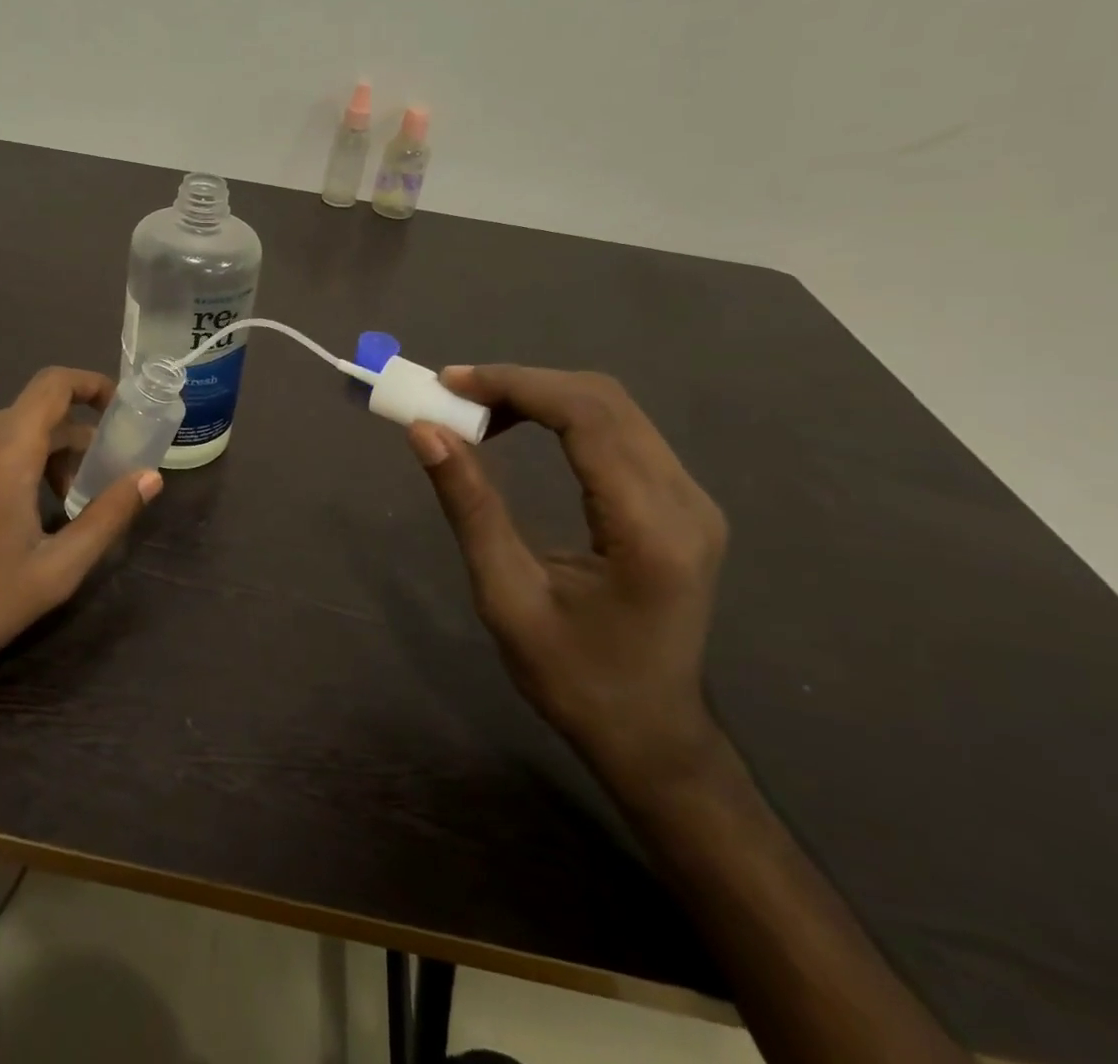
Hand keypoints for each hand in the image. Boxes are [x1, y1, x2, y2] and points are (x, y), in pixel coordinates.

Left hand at [0, 367, 161, 691]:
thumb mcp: (55, 571)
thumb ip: (108, 516)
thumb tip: (149, 477)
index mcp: (5, 450)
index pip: (54, 385)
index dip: (90, 384)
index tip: (115, 407)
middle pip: (31, 416)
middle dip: (67, 442)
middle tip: (82, 491)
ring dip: (30, 456)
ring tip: (38, 510)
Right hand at [406, 366, 728, 791]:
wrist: (651, 735)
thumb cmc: (574, 679)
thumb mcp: (507, 598)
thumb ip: (471, 507)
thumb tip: (425, 432)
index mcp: (649, 530)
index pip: (586, 417)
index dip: (514, 385)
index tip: (448, 384)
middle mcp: (685, 501)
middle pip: (603, 400)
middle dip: (521, 383)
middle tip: (453, 395)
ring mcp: (692, 499)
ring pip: (613, 408)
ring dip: (539, 395)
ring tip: (476, 411)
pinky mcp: (682, 502)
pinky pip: (620, 430)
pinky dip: (561, 415)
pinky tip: (520, 428)